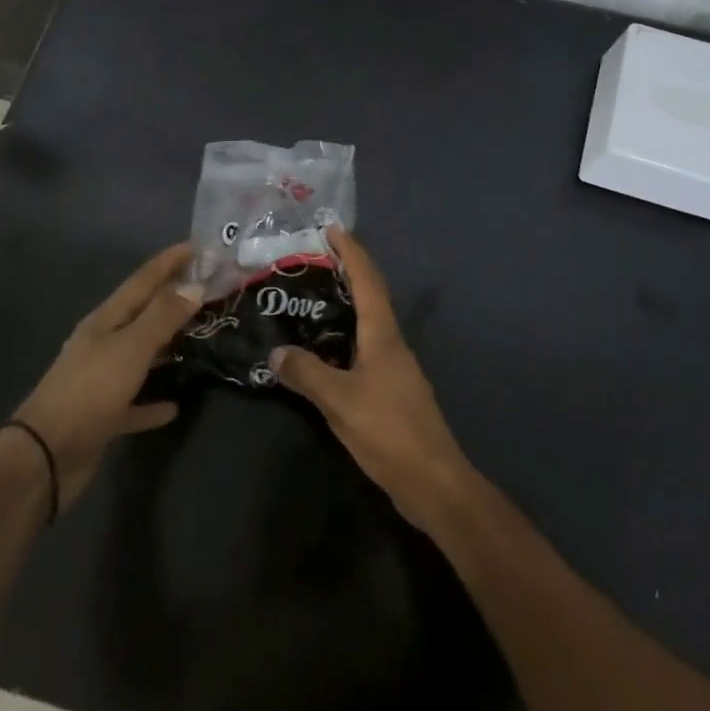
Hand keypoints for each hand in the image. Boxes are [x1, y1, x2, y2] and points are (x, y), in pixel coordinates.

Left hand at [6, 244, 200, 507]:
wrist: (44, 457)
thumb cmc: (89, 392)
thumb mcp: (130, 349)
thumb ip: (162, 317)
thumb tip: (193, 286)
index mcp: (105, 321)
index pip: (142, 281)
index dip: (169, 261)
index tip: (198, 246)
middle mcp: (102, 344)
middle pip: (142, 313)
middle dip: (172, 298)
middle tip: (207, 288)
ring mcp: (100, 380)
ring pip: (140, 354)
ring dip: (166, 344)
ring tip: (198, 336)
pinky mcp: (102, 416)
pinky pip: (134, 402)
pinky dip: (153, 401)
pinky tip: (174, 406)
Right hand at [267, 228, 473, 529]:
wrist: (433, 481)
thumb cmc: (390, 432)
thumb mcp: (341, 401)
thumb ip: (307, 374)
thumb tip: (276, 352)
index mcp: (383, 335)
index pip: (368, 280)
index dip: (351, 251)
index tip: (331, 228)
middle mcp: (391, 342)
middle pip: (370, 295)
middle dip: (346, 272)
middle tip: (310, 260)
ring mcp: (394, 367)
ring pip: (367, 322)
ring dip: (344, 304)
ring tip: (309, 298)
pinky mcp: (390, 389)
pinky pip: (363, 348)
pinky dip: (343, 336)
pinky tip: (321, 349)